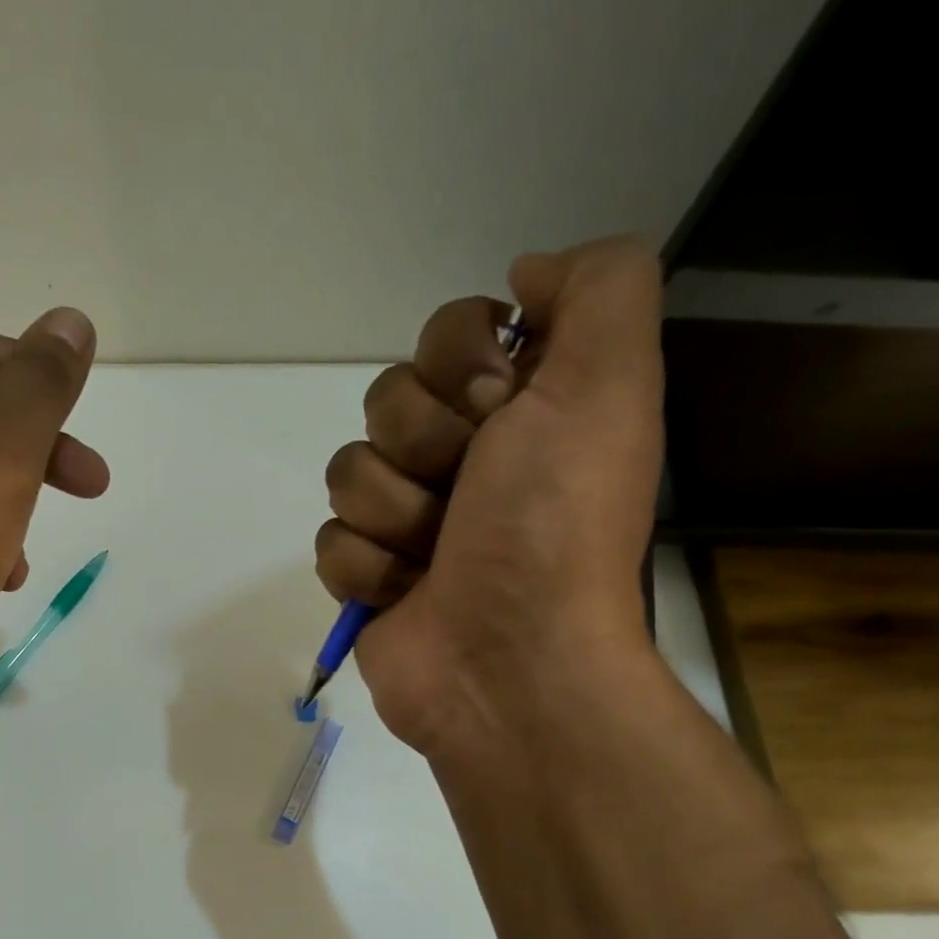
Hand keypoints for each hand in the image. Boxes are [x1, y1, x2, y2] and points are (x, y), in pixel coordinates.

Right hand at [316, 237, 663, 754]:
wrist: (509, 663)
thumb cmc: (553, 527)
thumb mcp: (607, 385)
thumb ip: (598, 288)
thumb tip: (523, 275)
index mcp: (523, 407)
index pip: (448, 333)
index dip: (459, 364)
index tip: (496, 409)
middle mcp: (466, 456)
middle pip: (387, 399)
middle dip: (423, 448)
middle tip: (468, 495)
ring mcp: (410, 518)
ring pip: (349, 470)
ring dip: (394, 515)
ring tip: (436, 556)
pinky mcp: (369, 573)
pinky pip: (331, 539)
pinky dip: (368, 570)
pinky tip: (406, 594)